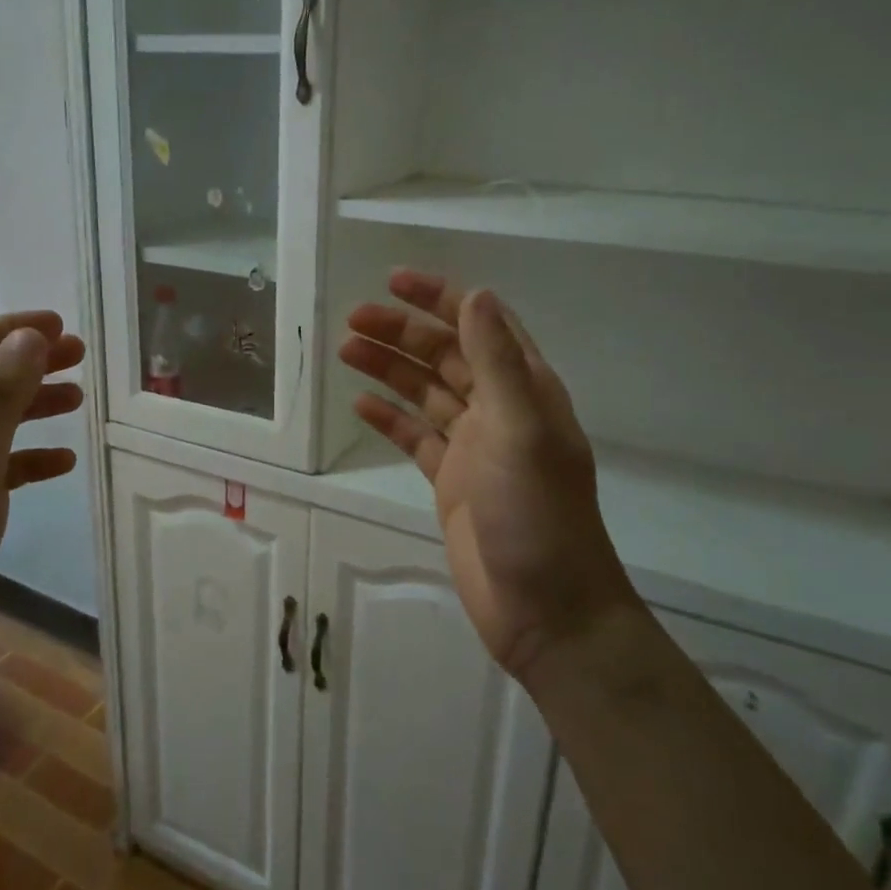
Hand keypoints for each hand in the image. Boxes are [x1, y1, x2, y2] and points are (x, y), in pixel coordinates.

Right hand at [340, 271, 634, 677]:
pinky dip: (389, 418)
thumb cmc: (536, 514)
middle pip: (445, 355)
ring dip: (389, 369)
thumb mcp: (520, 430)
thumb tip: (477, 294)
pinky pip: (415, 437)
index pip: (481, 326)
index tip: (395, 281)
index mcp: (525, 390)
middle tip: (353, 320)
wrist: (545, 607)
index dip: (441, 298)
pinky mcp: (450, 481)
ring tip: (345, 351)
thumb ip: (497, 362)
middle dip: (402, 333)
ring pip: (425, 393)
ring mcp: (473, 447)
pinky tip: (359, 406)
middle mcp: (499, 410)